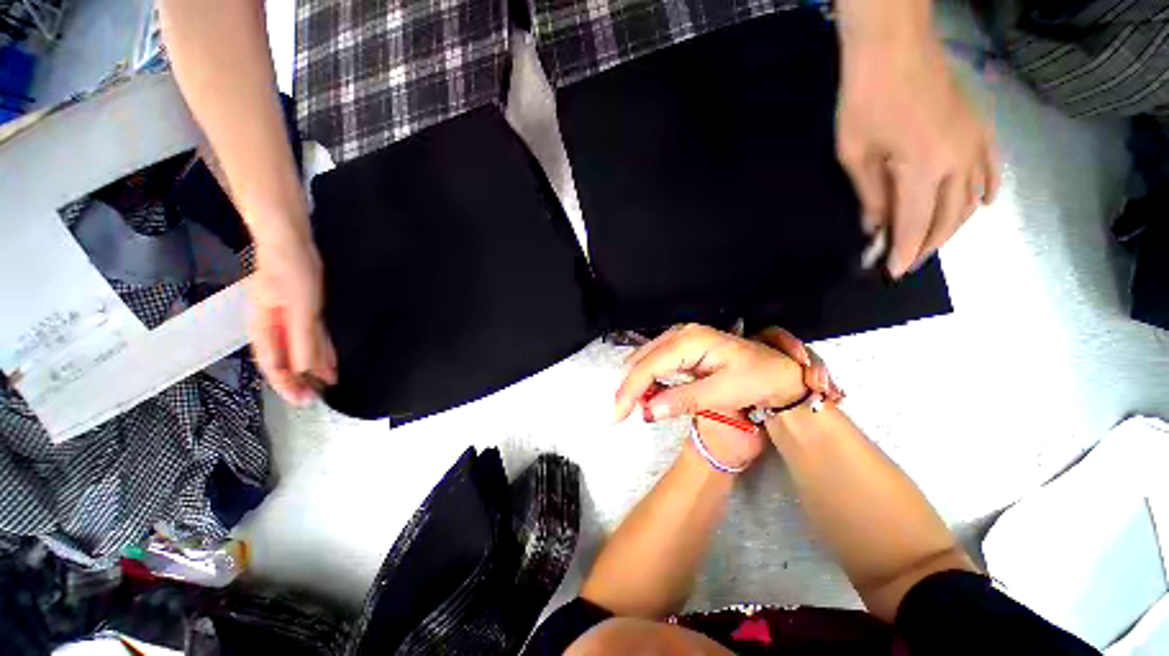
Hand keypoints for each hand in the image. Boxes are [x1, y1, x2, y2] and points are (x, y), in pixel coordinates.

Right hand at [248, 234, 336, 405]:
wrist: (293, 245)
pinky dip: (321, 350)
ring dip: (314, 367)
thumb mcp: (299, 309)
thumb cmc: (291, 274)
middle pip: (286, 360)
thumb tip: (306, 369)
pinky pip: (312, 337)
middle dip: (299, 380)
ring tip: (327, 384)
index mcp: (264, 329)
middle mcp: (274, 328)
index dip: (287, 384)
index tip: (302, 401)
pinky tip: (330, 361)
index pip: (273, 365)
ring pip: (301, 350)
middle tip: (315, 399)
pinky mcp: (303, 312)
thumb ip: (302, 340)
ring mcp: (288, 319)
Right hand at [614, 324, 841, 424]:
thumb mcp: (723, 392)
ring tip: (632, 406)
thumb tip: (648, 412)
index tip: (617, 415)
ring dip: (636, 383)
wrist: (780, 370)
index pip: (649, 365)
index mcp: (689, 341)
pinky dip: (648, 378)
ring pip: (645, 359)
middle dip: (628, 387)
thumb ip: (684, 400)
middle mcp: (679, 334)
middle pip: (642, 360)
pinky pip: (656, 361)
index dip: (630, 390)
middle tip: (621, 414)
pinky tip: (648, 393)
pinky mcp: (683, 347)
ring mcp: (680, 338)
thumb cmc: (757, 379)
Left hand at [837, 25, 1000, 276]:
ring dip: (951, 228)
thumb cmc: (864, 101)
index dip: (904, 252)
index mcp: (924, 170)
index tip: (893, 273)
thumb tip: (875, 228)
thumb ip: (870, 195)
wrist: (893, 47)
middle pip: (947, 219)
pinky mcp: (982, 129)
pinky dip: (984, 196)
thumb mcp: (855, 156)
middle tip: (906, 262)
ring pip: (971, 202)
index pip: (916, 225)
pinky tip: (979, 208)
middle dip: (926, 246)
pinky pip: (991, 173)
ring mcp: (977, 144)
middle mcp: (960, 163)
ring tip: (929, 243)